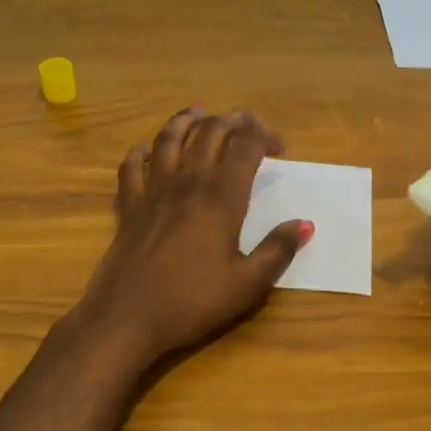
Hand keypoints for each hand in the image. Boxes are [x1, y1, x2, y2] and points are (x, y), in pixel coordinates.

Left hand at [70, 107, 309, 368]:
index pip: (246, 146)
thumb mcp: (247, 284)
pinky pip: (132, 166)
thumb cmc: (192, 302)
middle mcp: (187, 182)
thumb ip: (277, 251)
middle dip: (232, 121)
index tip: (279, 150)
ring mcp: (153, 191)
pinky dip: (141, 151)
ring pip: (168, 139)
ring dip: (186, 120)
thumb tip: (304, 225)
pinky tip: (147, 149)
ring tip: (199, 112)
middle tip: (248, 125)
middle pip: (209, 132)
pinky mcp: (129, 206)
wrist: (126, 318)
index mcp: (221, 197)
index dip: (265, 136)